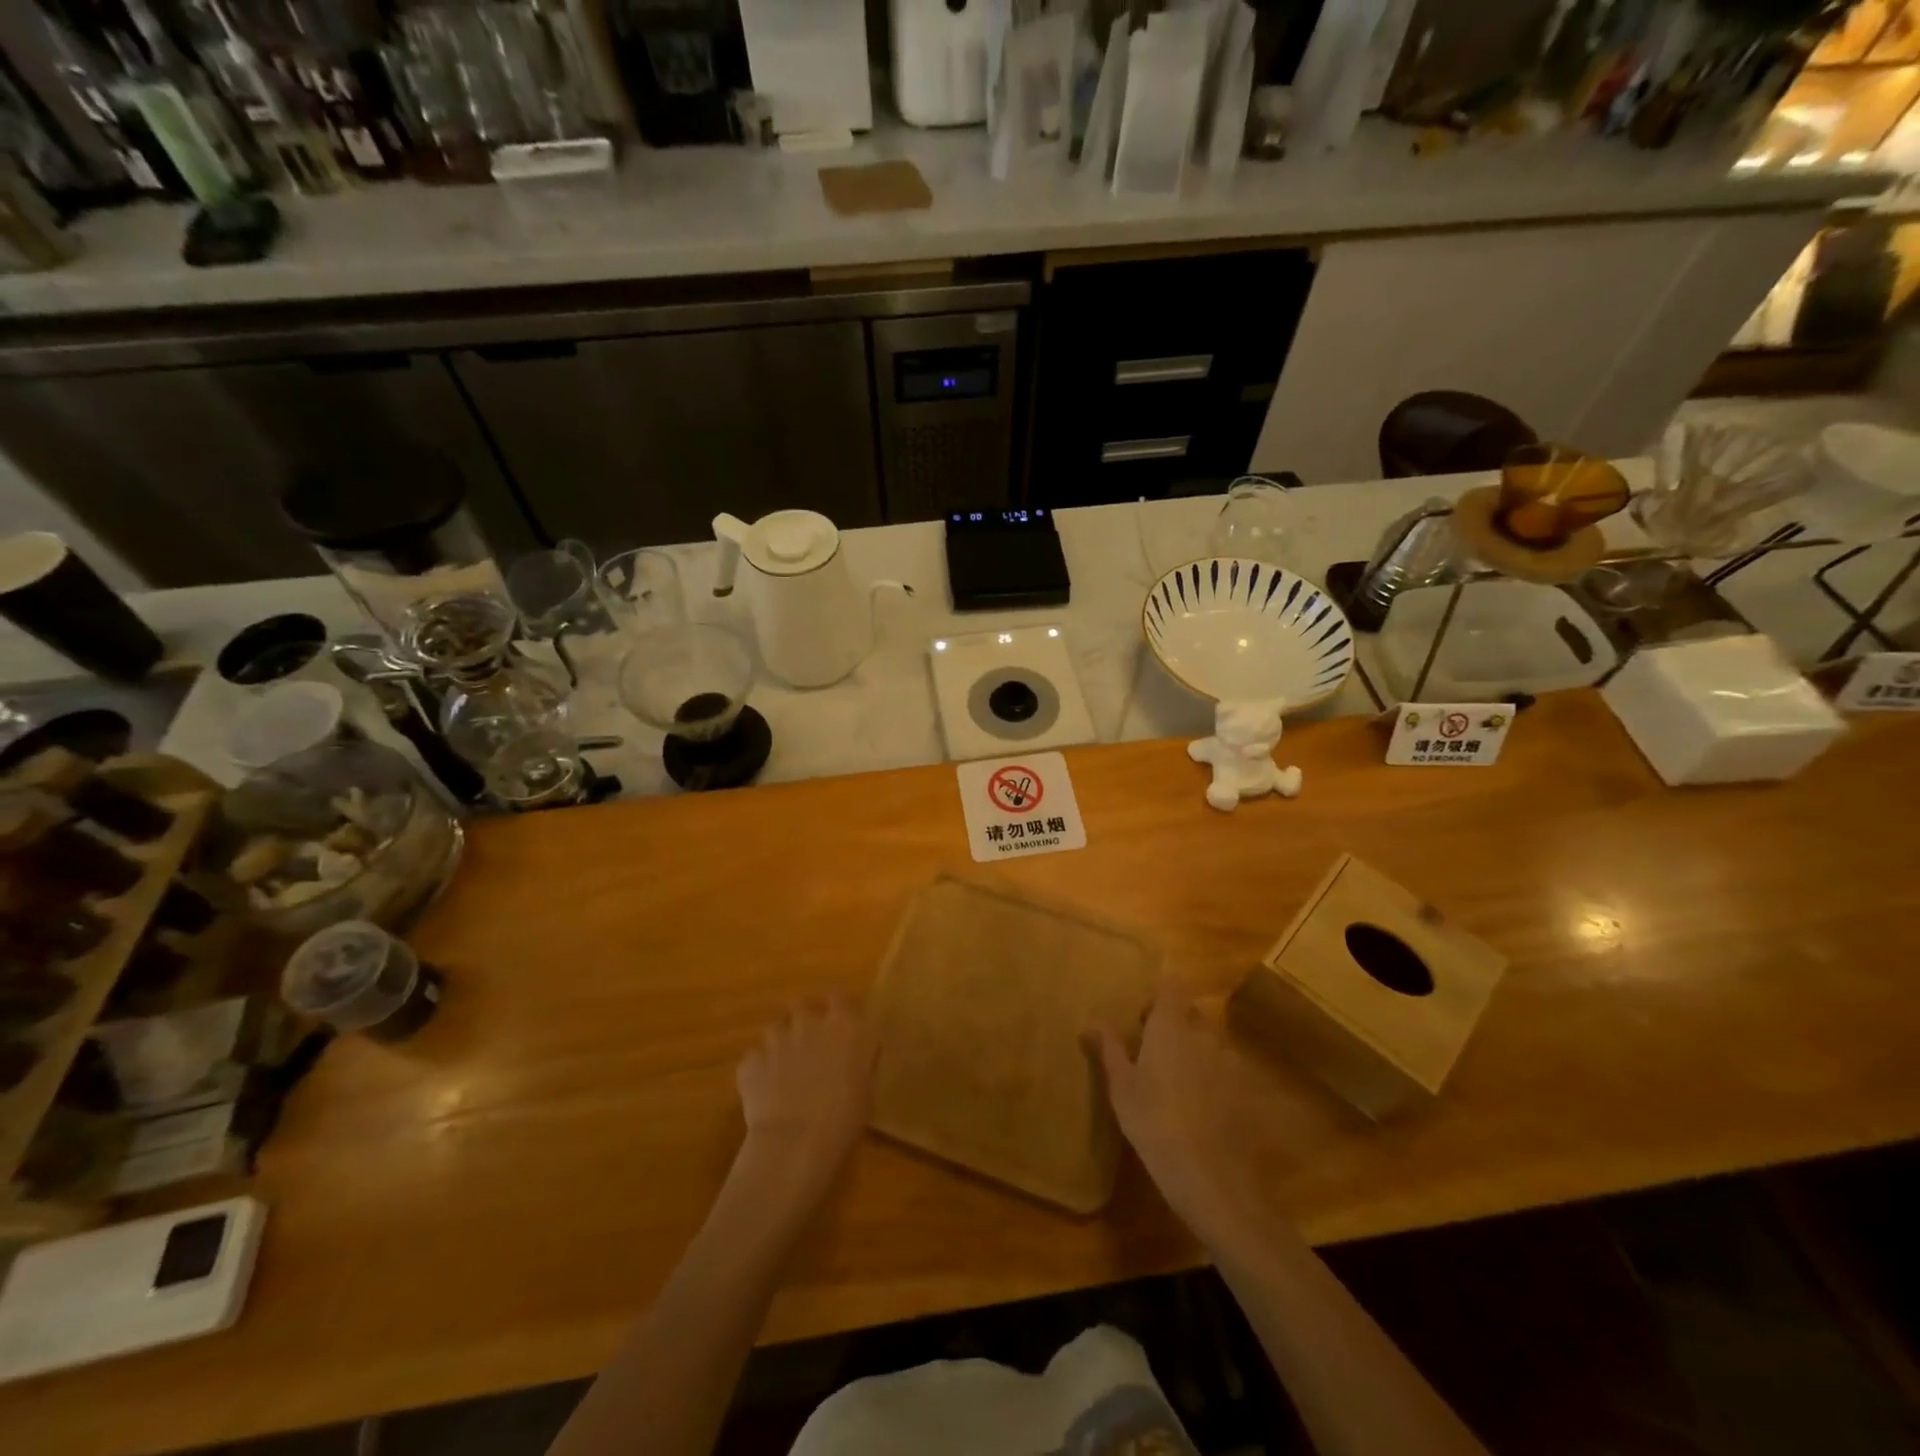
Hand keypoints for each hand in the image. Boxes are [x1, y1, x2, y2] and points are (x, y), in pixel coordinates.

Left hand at [732, 996, 874, 1212]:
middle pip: (803, 1004)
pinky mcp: (750, 1061)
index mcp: (844, 1025)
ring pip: (776, 1027)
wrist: (797, 1142)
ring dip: (781, 1040)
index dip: (838, 1006)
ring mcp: (776, 1040)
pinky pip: (754, 1057)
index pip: (839, 996)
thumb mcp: (868, 1088)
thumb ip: (863, 1061)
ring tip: (784, 1065)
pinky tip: (764, 1088)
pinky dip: (759, 1068)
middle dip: (804, 1018)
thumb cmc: (845, 1117)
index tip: (840, 1019)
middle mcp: (809, 1023)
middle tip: (810, 1040)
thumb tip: (863, 1050)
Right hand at [1095, 991, 1260, 1243]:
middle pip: (1190, 1011)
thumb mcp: (1120, 1085)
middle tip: (1151, 1053)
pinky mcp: (1244, 1088)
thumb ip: (1109, 1046)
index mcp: (1172, 1024)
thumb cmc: (1153, 1122)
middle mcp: (1205, 1032)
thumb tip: (1093, 1019)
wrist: (1209, 1176)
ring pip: (1208, 1040)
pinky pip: (1223, 1068)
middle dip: (1173, 1023)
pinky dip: (1210, 1076)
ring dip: (1193, 1049)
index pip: (1170, 986)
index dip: (1157, 996)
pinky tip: (1198, 1107)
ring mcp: (1229, 1060)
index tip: (1142, 1020)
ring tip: (1174, 1082)